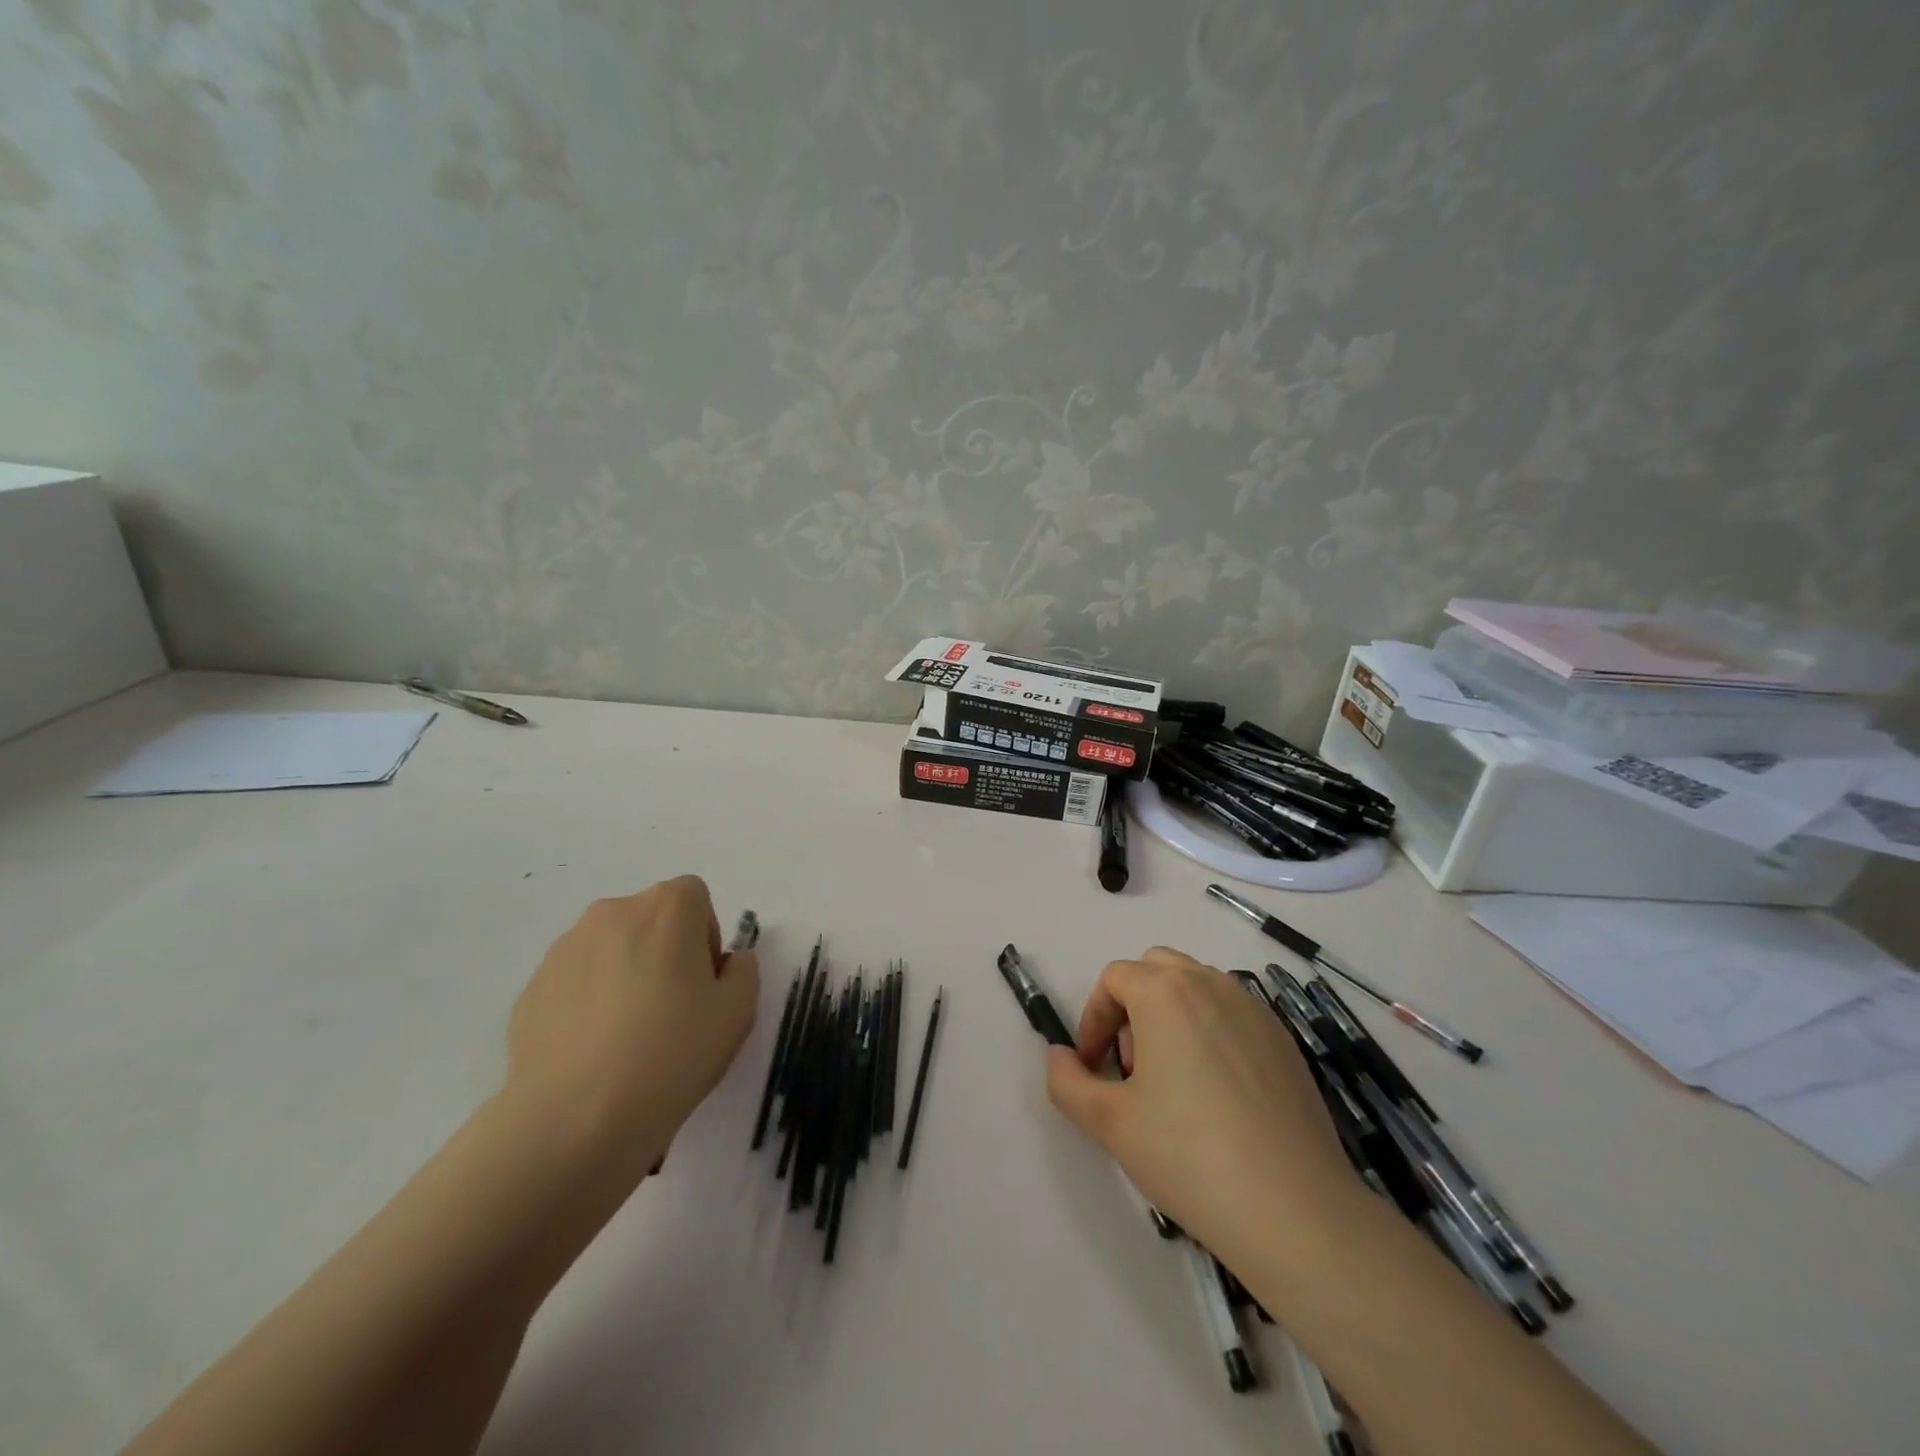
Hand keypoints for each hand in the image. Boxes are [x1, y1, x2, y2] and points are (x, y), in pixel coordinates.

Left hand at [506, 876, 758, 1178]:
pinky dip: (588, 1005)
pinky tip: (594, 1054)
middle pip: (650, 919)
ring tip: (628, 1038)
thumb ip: (743, 970)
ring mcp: (564, 949)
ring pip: (609, 950)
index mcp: (666, 907)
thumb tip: (727, 962)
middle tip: (671, 1011)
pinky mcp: (530, 989)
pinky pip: (574, 984)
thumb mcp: (738, 1011)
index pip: (695, 898)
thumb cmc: (672, 1053)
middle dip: (664, 952)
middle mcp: (612, 912)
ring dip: (624, 975)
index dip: (705, 937)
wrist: (576, 1119)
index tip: (703, 984)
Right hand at [1044, 948, 1364, 1274]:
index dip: (1094, 1019)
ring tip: (1173, 1080)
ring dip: (1172, 1015)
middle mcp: (1211, 984)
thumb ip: (1067, 1081)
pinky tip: (1219, 1096)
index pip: (1114, 979)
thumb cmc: (1189, 1156)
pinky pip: (1234, 1014)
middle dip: (1133, 1006)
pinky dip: (1212, 1032)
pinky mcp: (1284, 1040)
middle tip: (1132, 1066)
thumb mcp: (1109, 1122)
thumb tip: (1058, 1056)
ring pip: (1198, 987)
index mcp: (1165, 992)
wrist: (1295, 1210)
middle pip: (1157, 969)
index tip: (1093, 1066)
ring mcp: (1254, 1010)